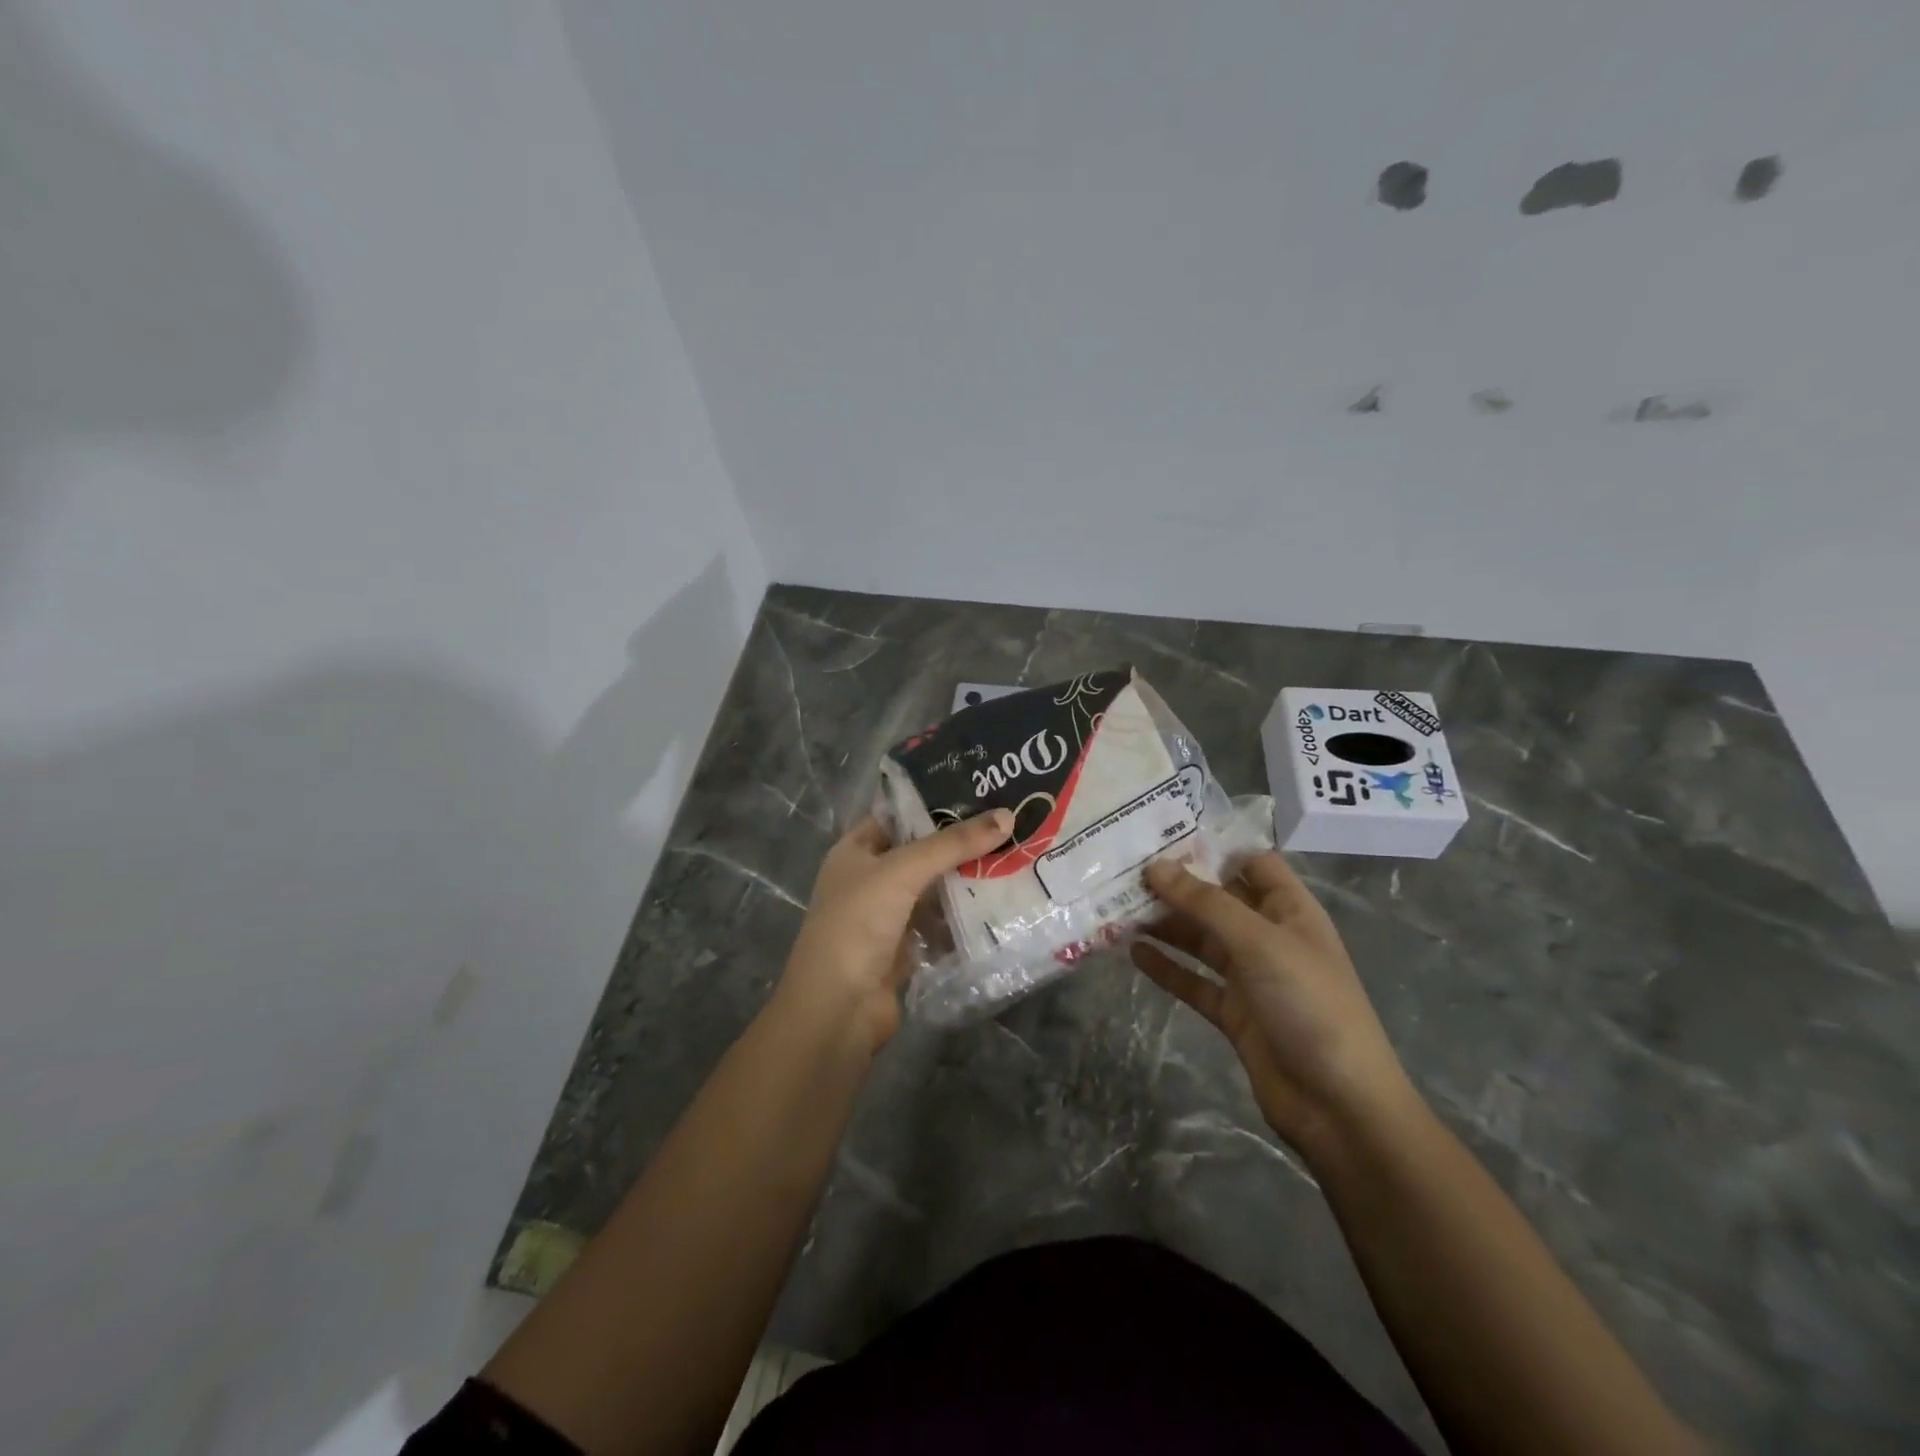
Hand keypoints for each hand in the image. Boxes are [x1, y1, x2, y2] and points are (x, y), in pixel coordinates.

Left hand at [778, 809, 1014, 1054]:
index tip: (978, 790)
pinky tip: (1001, 902)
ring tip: (1013, 855)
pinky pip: (941, 923)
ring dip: (966, 879)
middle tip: (1008, 822)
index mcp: (854, 852)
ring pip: (933, 889)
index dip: (931, 801)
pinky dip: (964, 916)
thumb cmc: (858, 924)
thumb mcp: (902, 871)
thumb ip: (953, 844)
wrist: (839, 1009)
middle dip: (958, 842)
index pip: (896, 815)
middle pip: (919, 852)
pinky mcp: (906, 949)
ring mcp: (887, 917)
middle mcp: (869, 879)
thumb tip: (1006, 815)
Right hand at [1133, 853, 1416, 1156]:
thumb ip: (1205, 904)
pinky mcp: (1234, 1014)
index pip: (1251, 863)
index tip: (1162, 834)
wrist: (1339, 1105)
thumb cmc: (1309, 1005)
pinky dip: (1167, 967)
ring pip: (1201, 940)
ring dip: (1165, 925)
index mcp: (1290, 911)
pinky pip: (1194, 981)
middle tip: (1124, 871)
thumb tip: (1155, 866)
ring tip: (1117, 908)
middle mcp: (1269, 937)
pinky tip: (1133, 953)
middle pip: (1218, 901)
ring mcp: (1252, 977)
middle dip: (1177, 886)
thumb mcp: (1259, 943)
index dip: (1213, 847)